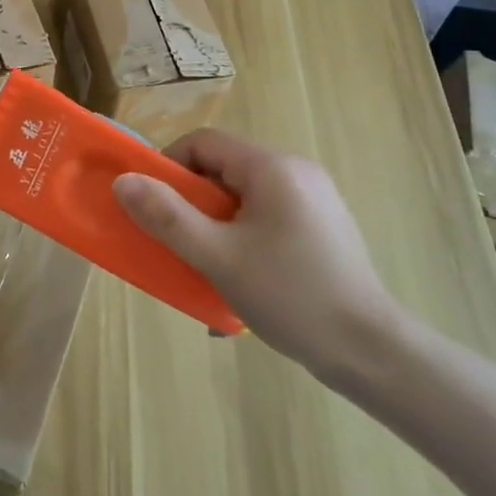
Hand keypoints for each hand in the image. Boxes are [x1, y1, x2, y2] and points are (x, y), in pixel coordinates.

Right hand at [112, 130, 406, 384]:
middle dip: (192, 203)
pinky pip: (268, 217)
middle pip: (223, 169)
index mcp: (272, 167)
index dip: (169, 167)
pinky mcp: (324, 227)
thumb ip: (167, 217)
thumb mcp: (217, 257)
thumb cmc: (291, 296)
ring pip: (244, 197)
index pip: (204, 142)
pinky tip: (242, 280)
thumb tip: (123, 181)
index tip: (154, 207)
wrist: (373, 354)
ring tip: (208, 268)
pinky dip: (244, 238)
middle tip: (179, 242)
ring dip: (216, 225)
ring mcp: (315, 199)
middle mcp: (296, 171)